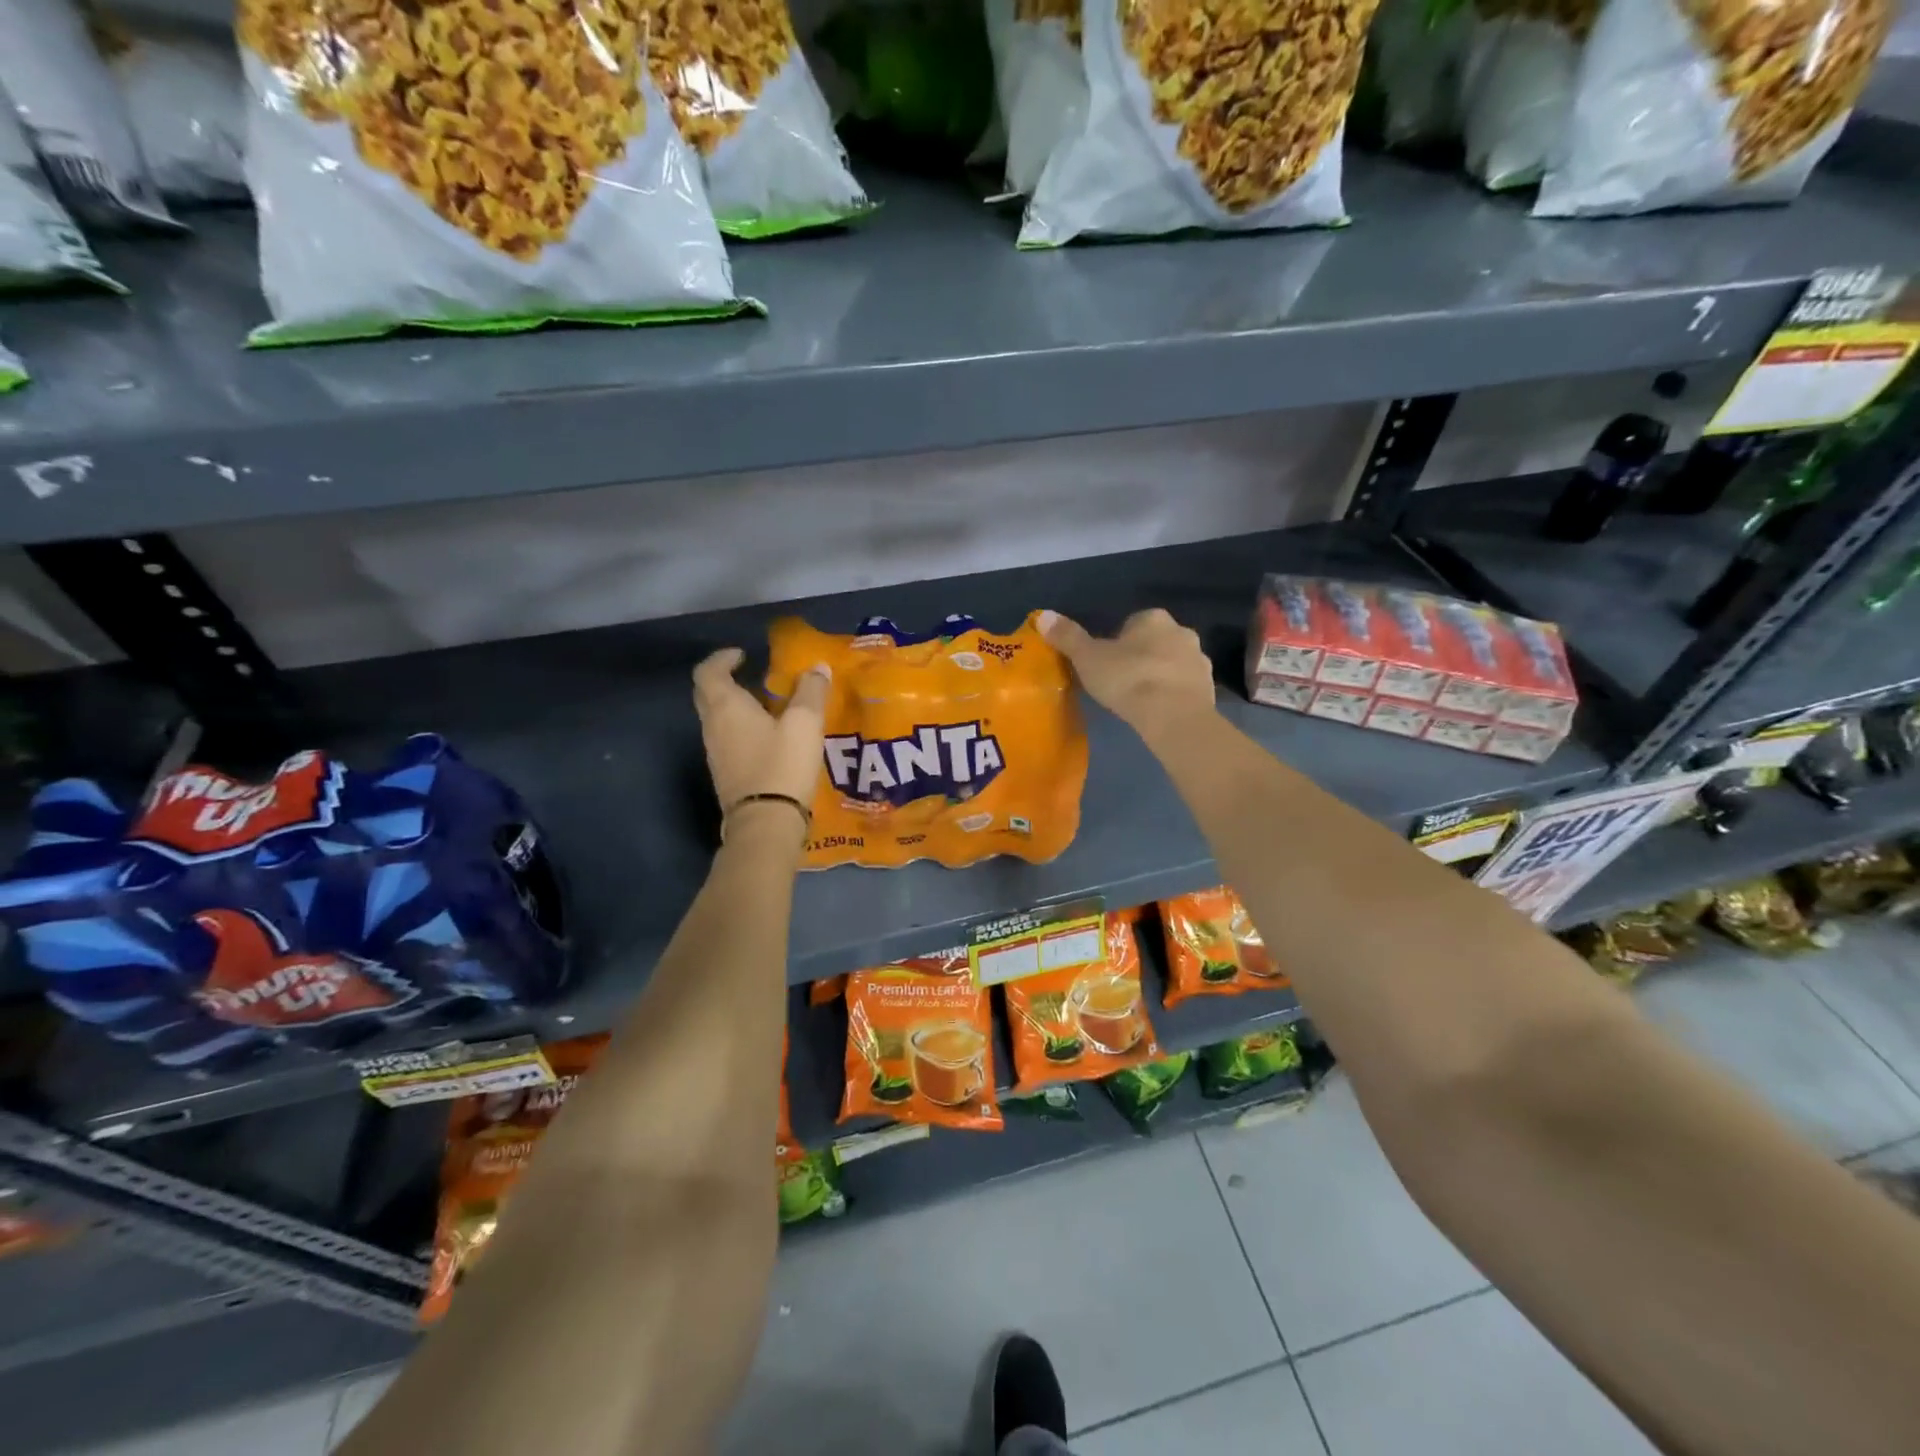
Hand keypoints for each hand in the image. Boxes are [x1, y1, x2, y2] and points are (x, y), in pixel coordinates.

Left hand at [692, 648, 831, 836]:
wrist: (766, 823)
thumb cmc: (781, 765)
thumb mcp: (805, 723)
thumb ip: (811, 691)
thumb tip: (817, 667)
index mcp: (725, 707)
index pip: (708, 671)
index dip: (722, 658)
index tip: (742, 654)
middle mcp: (712, 727)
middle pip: (707, 694)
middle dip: (726, 680)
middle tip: (753, 676)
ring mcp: (715, 753)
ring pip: (717, 719)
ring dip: (736, 706)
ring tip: (768, 706)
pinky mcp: (726, 775)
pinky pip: (727, 740)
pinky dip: (741, 729)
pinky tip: (769, 737)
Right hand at [1038, 608, 1216, 743]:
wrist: (1173, 715)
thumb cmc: (1128, 679)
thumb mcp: (1088, 658)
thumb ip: (1067, 637)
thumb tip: (1043, 615)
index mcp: (1153, 618)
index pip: (1132, 623)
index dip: (1118, 642)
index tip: (1107, 663)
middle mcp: (1181, 631)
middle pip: (1155, 641)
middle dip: (1142, 656)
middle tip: (1121, 681)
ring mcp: (1200, 659)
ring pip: (1173, 662)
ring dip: (1160, 674)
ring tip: (1140, 699)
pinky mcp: (1210, 687)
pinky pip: (1185, 685)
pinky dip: (1173, 694)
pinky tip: (1158, 711)